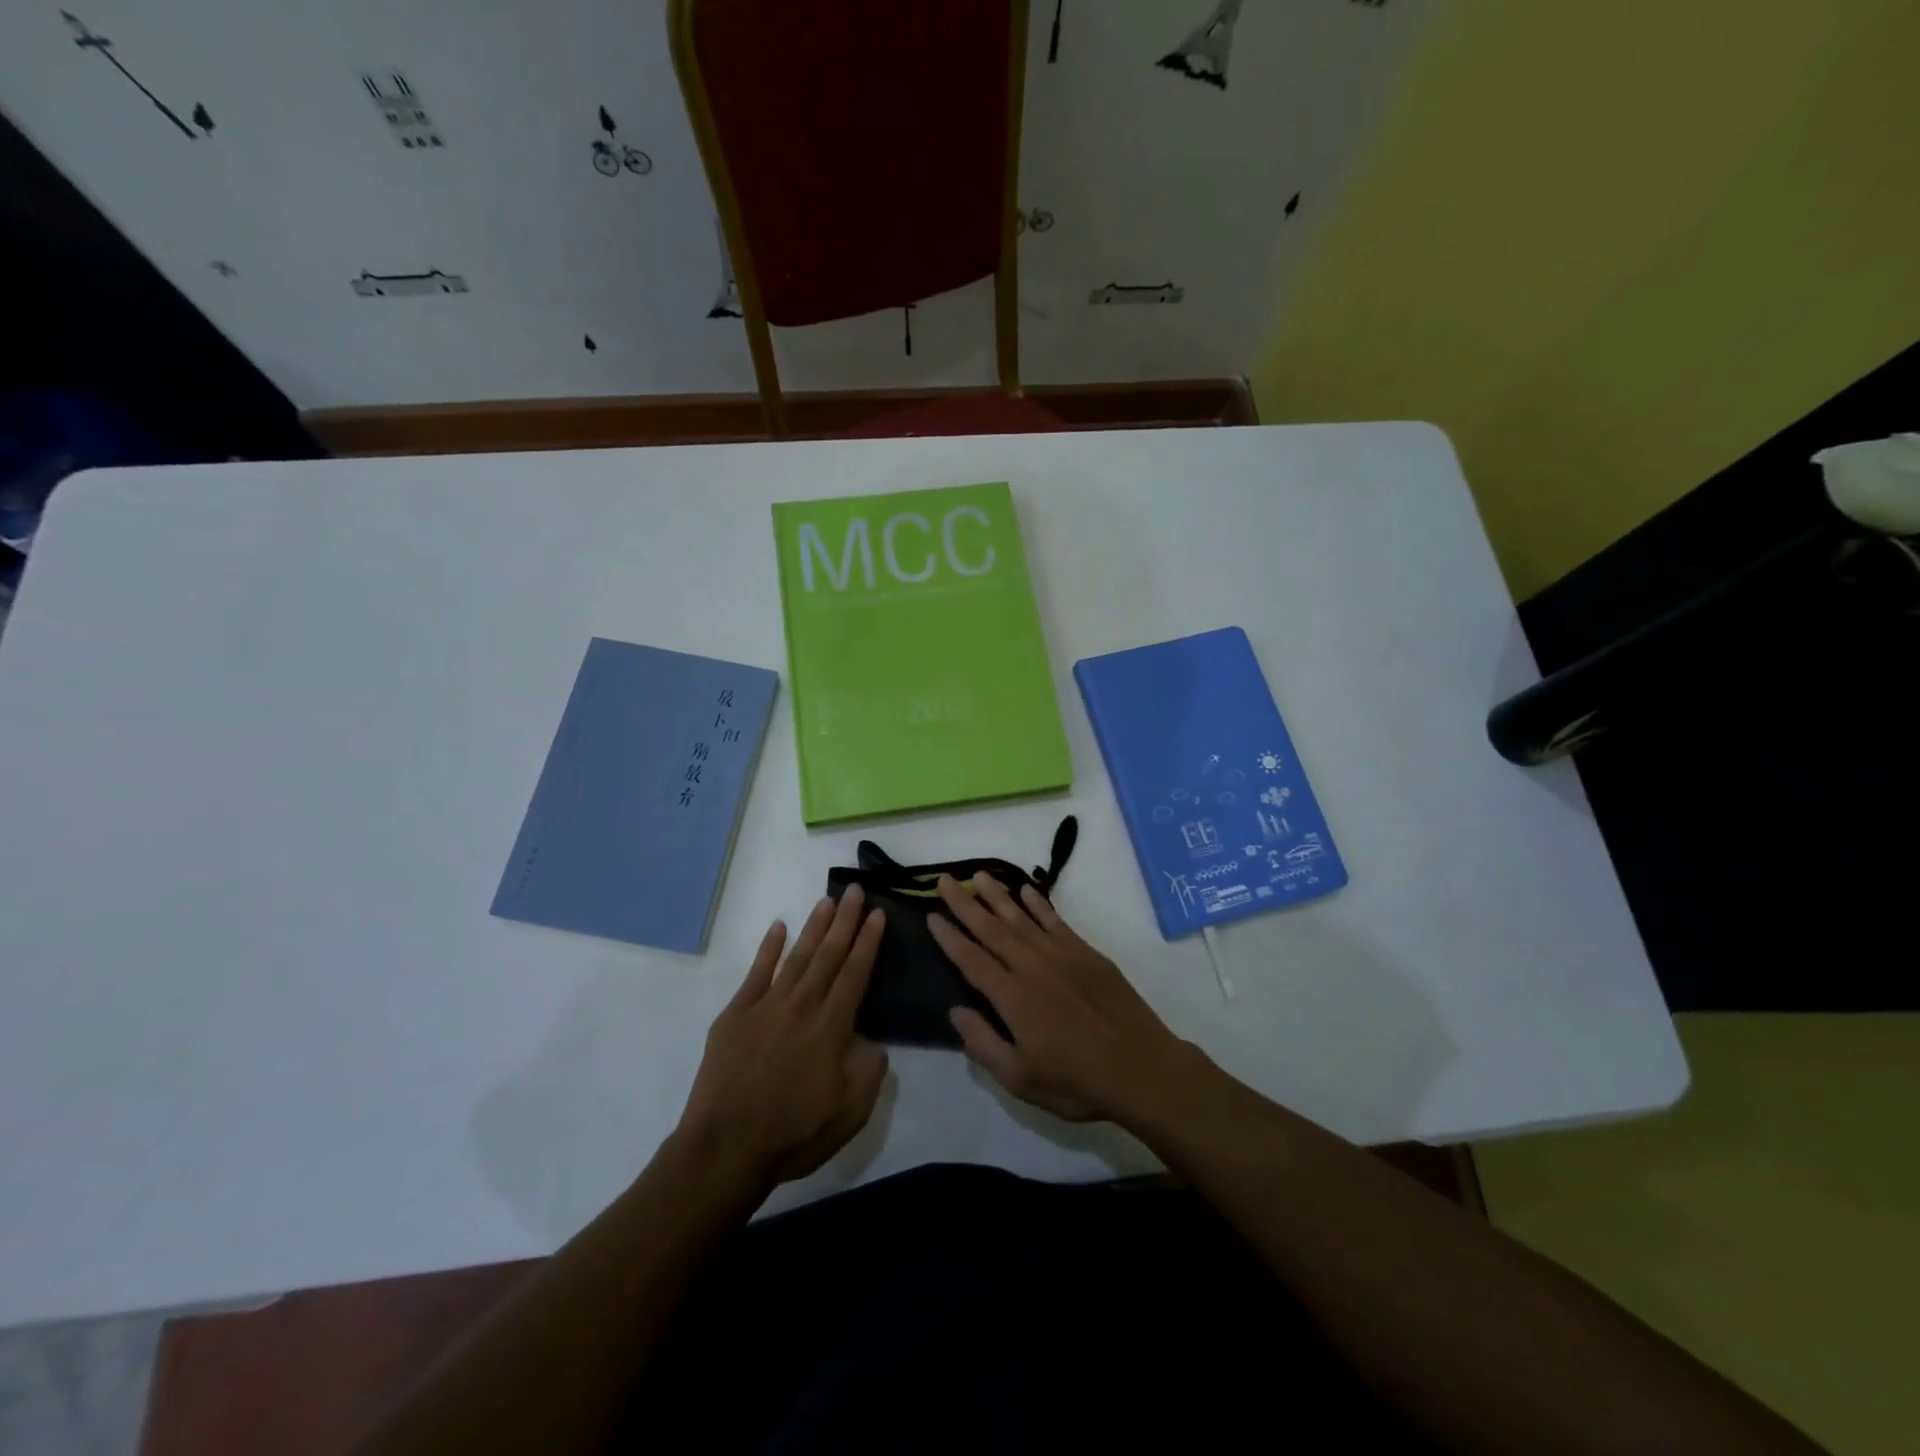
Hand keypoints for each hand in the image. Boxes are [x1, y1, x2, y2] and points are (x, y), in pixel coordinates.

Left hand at [677, 887, 888, 1187]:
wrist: (725, 1149)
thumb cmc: (794, 1134)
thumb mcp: (851, 1110)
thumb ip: (869, 1068)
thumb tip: (871, 1038)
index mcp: (832, 1026)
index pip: (856, 972)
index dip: (868, 941)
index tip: (877, 913)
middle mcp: (802, 1005)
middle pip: (829, 954)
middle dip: (845, 920)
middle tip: (855, 890)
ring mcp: (766, 1006)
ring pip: (797, 956)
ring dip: (814, 927)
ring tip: (827, 901)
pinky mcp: (735, 1015)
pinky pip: (756, 972)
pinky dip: (768, 948)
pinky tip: (778, 927)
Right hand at [928, 873, 1188, 1123]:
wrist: (1141, 1068)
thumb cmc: (1076, 1081)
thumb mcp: (1020, 1079)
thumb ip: (983, 1044)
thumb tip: (955, 1010)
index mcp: (1011, 997)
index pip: (971, 959)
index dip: (949, 937)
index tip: (930, 915)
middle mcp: (1031, 966)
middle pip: (990, 928)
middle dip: (964, 903)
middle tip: (944, 879)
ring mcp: (1060, 955)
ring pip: (1021, 917)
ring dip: (997, 895)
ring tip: (978, 875)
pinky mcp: (1086, 953)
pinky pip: (1055, 920)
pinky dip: (1038, 903)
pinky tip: (1025, 891)